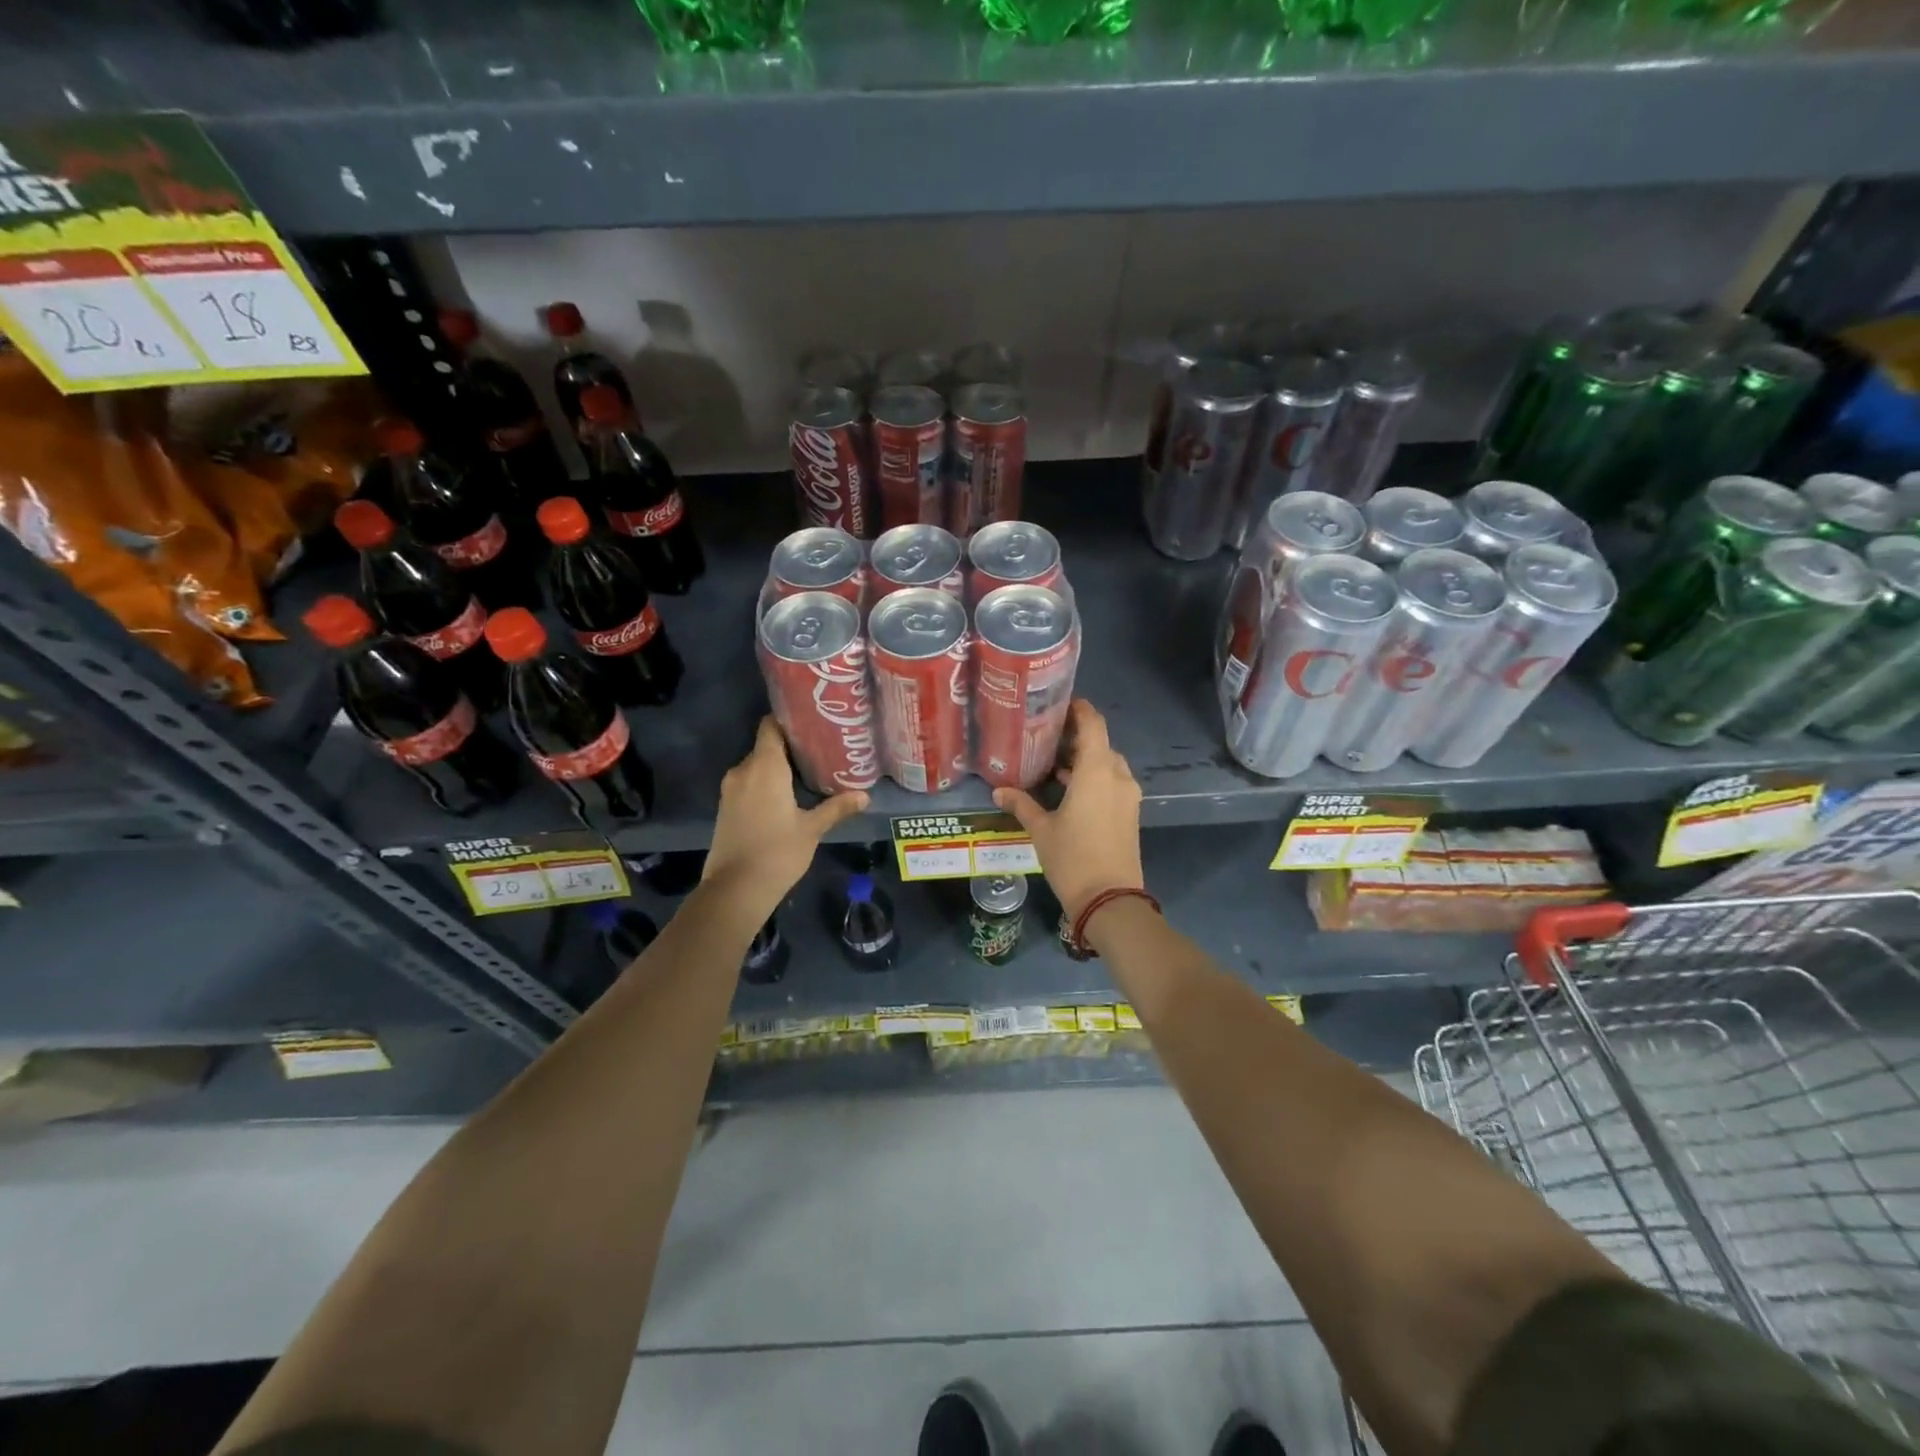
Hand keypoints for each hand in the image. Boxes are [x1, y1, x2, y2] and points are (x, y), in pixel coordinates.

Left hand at [704, 717, 868, 916]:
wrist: (735, 889)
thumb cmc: (777, 852)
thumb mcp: (812, 829)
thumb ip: (836, 807)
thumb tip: (865, 796)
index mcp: (765, 767)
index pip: (771, 726)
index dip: (789, 721)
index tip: (811, 723)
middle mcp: (743, 770)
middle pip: (766, 746)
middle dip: (790, 746)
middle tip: (820, 750)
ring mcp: (730, 789)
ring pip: (756, 766)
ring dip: (778, 767)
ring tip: (807, 772)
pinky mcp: (726, 806)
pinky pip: (748, 783)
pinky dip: (765, 783)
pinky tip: (786, 795)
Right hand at [993, 700, 1143, 923]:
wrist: (1110, 900)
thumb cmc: (1073, 858)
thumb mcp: (1041, 830)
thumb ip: (1021, 804)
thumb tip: (998, 790)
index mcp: (1097, 771)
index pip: (1093, 724)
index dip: (1079, 709)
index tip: (1059, 704)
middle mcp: (1117, 776)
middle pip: (1100, 744)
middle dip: (1077, 738)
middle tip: (1047, 738)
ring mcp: (1128, 795)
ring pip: (1107, 765)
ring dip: (1085, 761)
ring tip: (1054, 765)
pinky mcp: (1129, 813)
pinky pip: (1112, 783)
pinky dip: (1094, 779)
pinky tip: (1069, 791)